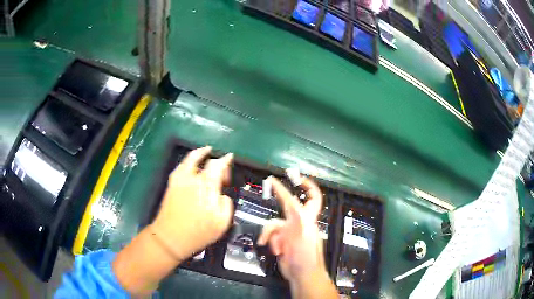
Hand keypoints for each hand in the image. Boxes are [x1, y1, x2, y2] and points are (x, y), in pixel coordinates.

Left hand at [113, 146, 234, 295]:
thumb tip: (223, 194)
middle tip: (223, 170)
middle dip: (218, 162)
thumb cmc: (198, 233)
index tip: (230, 158)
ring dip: (201, 153)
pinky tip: (192, 160)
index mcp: (208, 188)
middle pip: (208, 162)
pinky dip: (188, 158)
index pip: (218, 166)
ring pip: (192, 158)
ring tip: (207, 150)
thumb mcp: (221, 224)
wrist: (171, 237)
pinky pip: (181, 165)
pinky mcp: (172, 182)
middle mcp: (194, 179)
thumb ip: (226, 205)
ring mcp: (181, 179)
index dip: (226, 161)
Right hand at [257, 176, 336, 298]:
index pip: (311, 197)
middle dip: (280, 194)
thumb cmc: (306, 256)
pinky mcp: (282, 240)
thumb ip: (297, 220)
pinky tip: (274, 250)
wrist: (300, 275)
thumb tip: (293, 203)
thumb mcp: (302, 236)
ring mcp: (290, 232)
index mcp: (308, 219)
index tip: (295, 176)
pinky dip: (270, 241)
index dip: (307, 185)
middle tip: (271, 182)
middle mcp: (299, 222)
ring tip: (274, 247)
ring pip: (274, 224)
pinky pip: (272, 235)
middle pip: (288, 204)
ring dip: (271, 234)